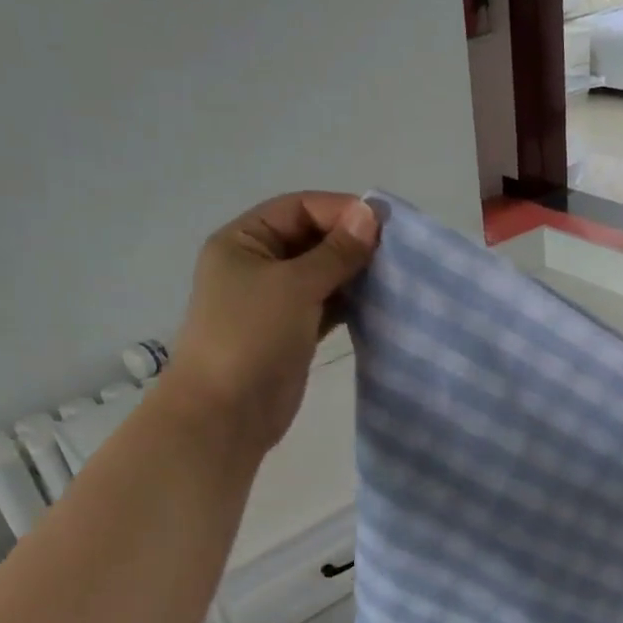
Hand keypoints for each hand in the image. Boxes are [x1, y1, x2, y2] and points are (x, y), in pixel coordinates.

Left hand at [156, 193, 379, 452]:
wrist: (226, 413)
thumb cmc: (252, 337)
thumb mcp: (294, 286)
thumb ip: (336, 252)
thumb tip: (370, 214)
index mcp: (244, 241)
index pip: (298, 209)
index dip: (340, 211)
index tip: (385, 225)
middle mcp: (257, 265)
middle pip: (311, 239)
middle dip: (351, 243)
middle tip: (396, 253)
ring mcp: (275, 301)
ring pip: (322, 274)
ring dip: (354, 274)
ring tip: (394, 277)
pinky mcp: (292, 332)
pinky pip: (326, 305)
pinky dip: (350, 302)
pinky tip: (379, 303)